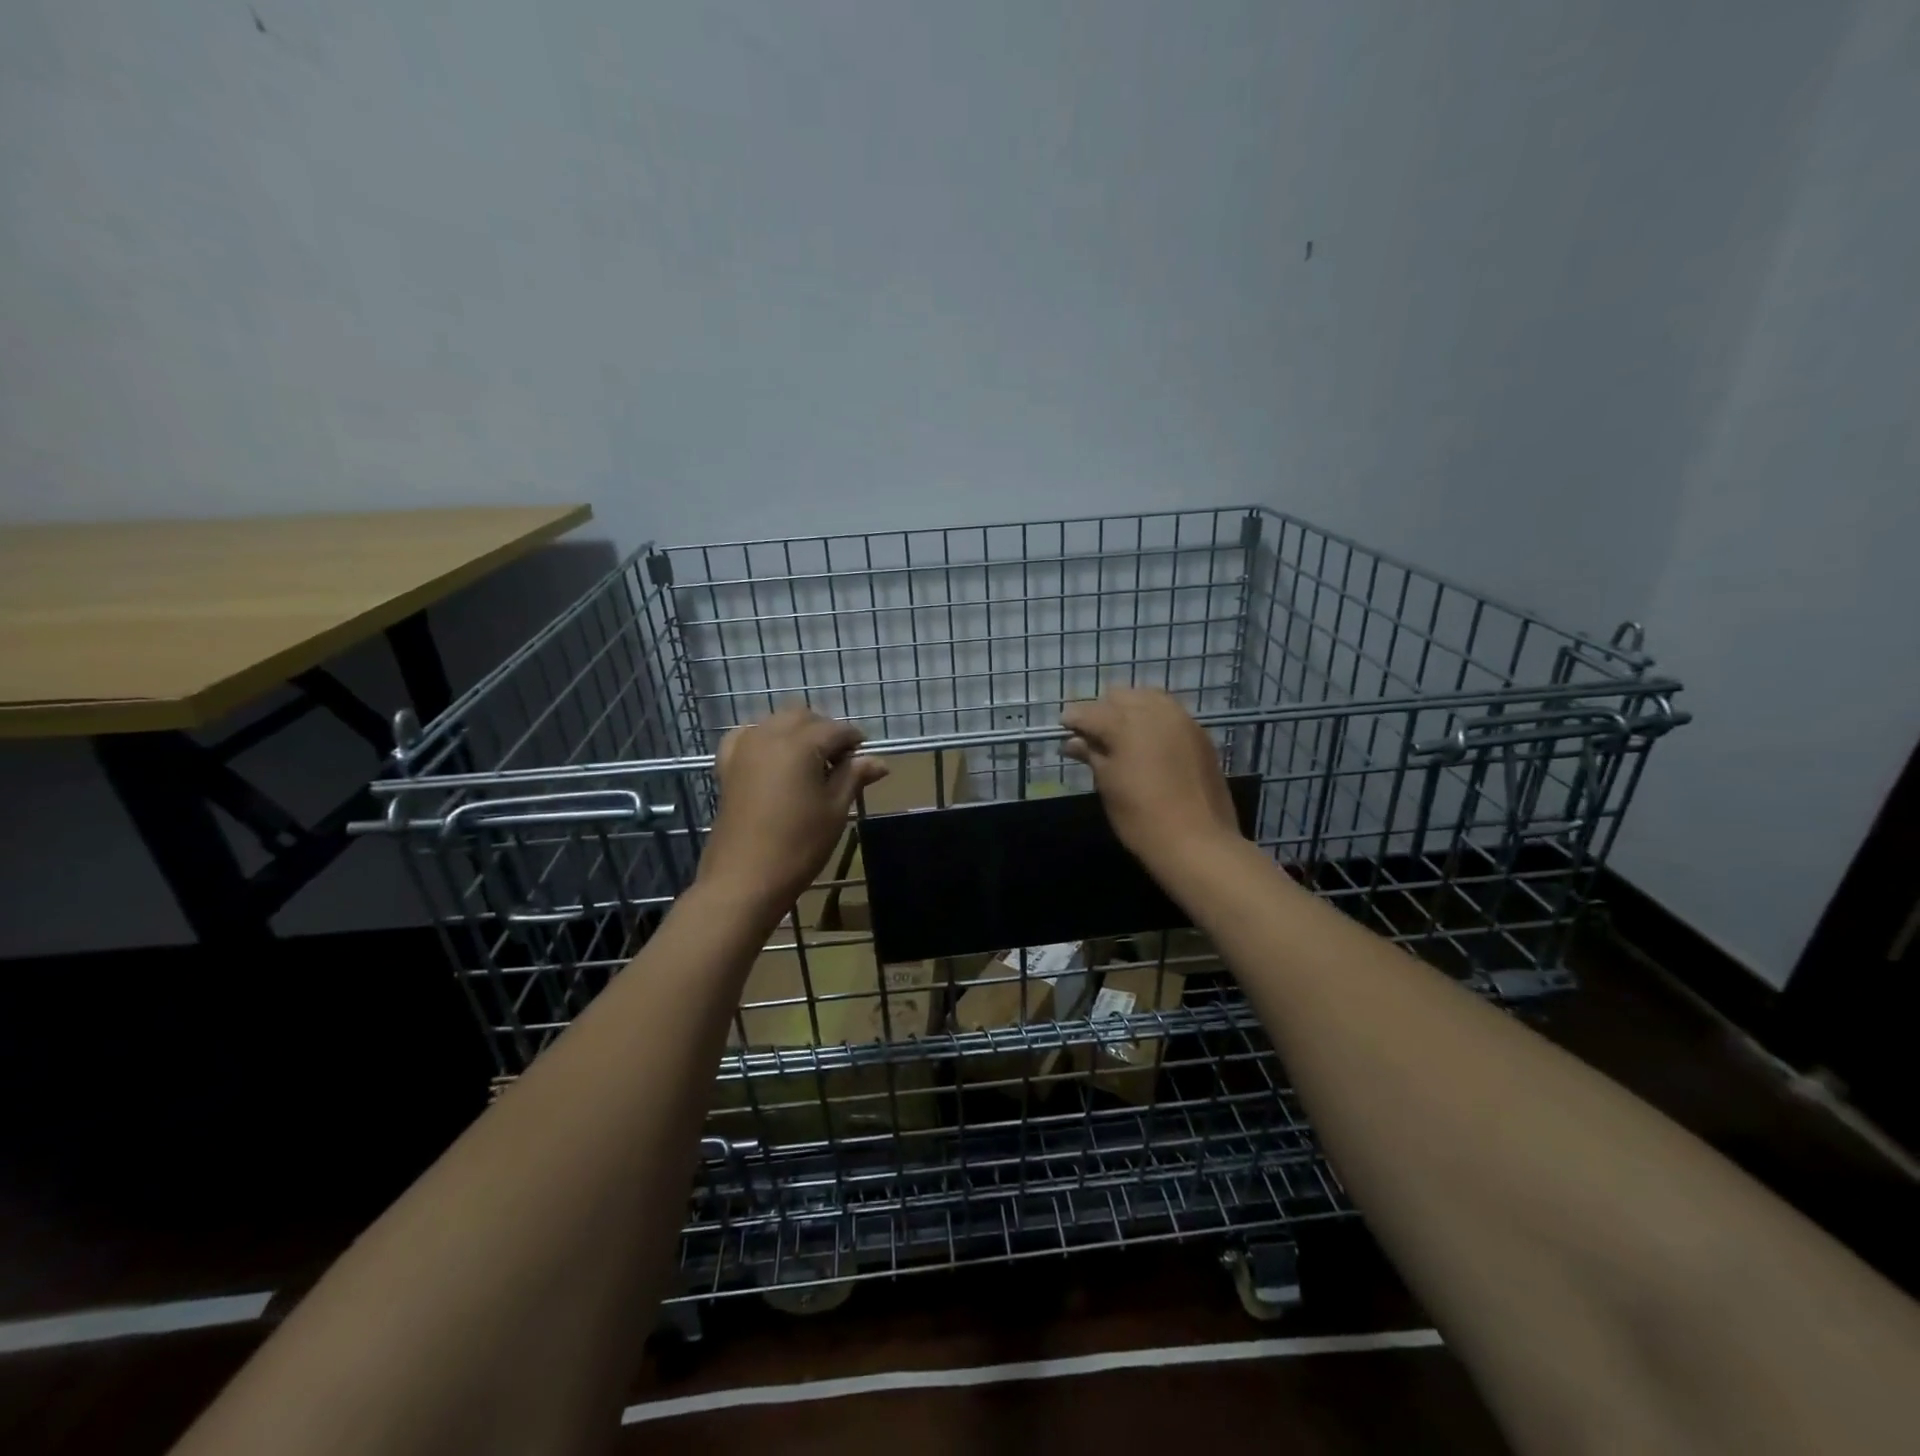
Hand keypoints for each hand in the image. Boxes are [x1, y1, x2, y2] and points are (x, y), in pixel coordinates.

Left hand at [698, 706, 888, 912]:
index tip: (865, 758)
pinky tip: (774, 758)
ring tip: (811, 763)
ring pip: (775, 721)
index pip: (836, 729)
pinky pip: (747, 736)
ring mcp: (744, 749)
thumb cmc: (799, 844)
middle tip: (840, 761)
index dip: (854, 740)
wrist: (745, 878)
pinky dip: (764, 738)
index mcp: (800, 744)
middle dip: (825, 730)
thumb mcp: (835, 809)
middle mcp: (769, 735)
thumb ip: (854, 777)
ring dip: (796, 731)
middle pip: (803, 716)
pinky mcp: (727, 766)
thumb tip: (879, 761)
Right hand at [1061, 688, 1239, 875]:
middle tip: (1094, 737)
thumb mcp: (1108, 785)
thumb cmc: (1141, 817)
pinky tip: (1149, 743)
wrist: (1197, 841)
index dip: (1073, 719)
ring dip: (1130, 710)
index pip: (1089, 711)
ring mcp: (1181, 720)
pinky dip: (1154, 720)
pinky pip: (1170, 713)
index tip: (1064, 730)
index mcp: (1124, 724)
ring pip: (1147, 698)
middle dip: (1103, 711)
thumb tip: (1073, 742)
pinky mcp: (1200, 734)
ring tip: (1122, 737)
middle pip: (1119, 696)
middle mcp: (1154, 712)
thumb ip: (1091, 755)